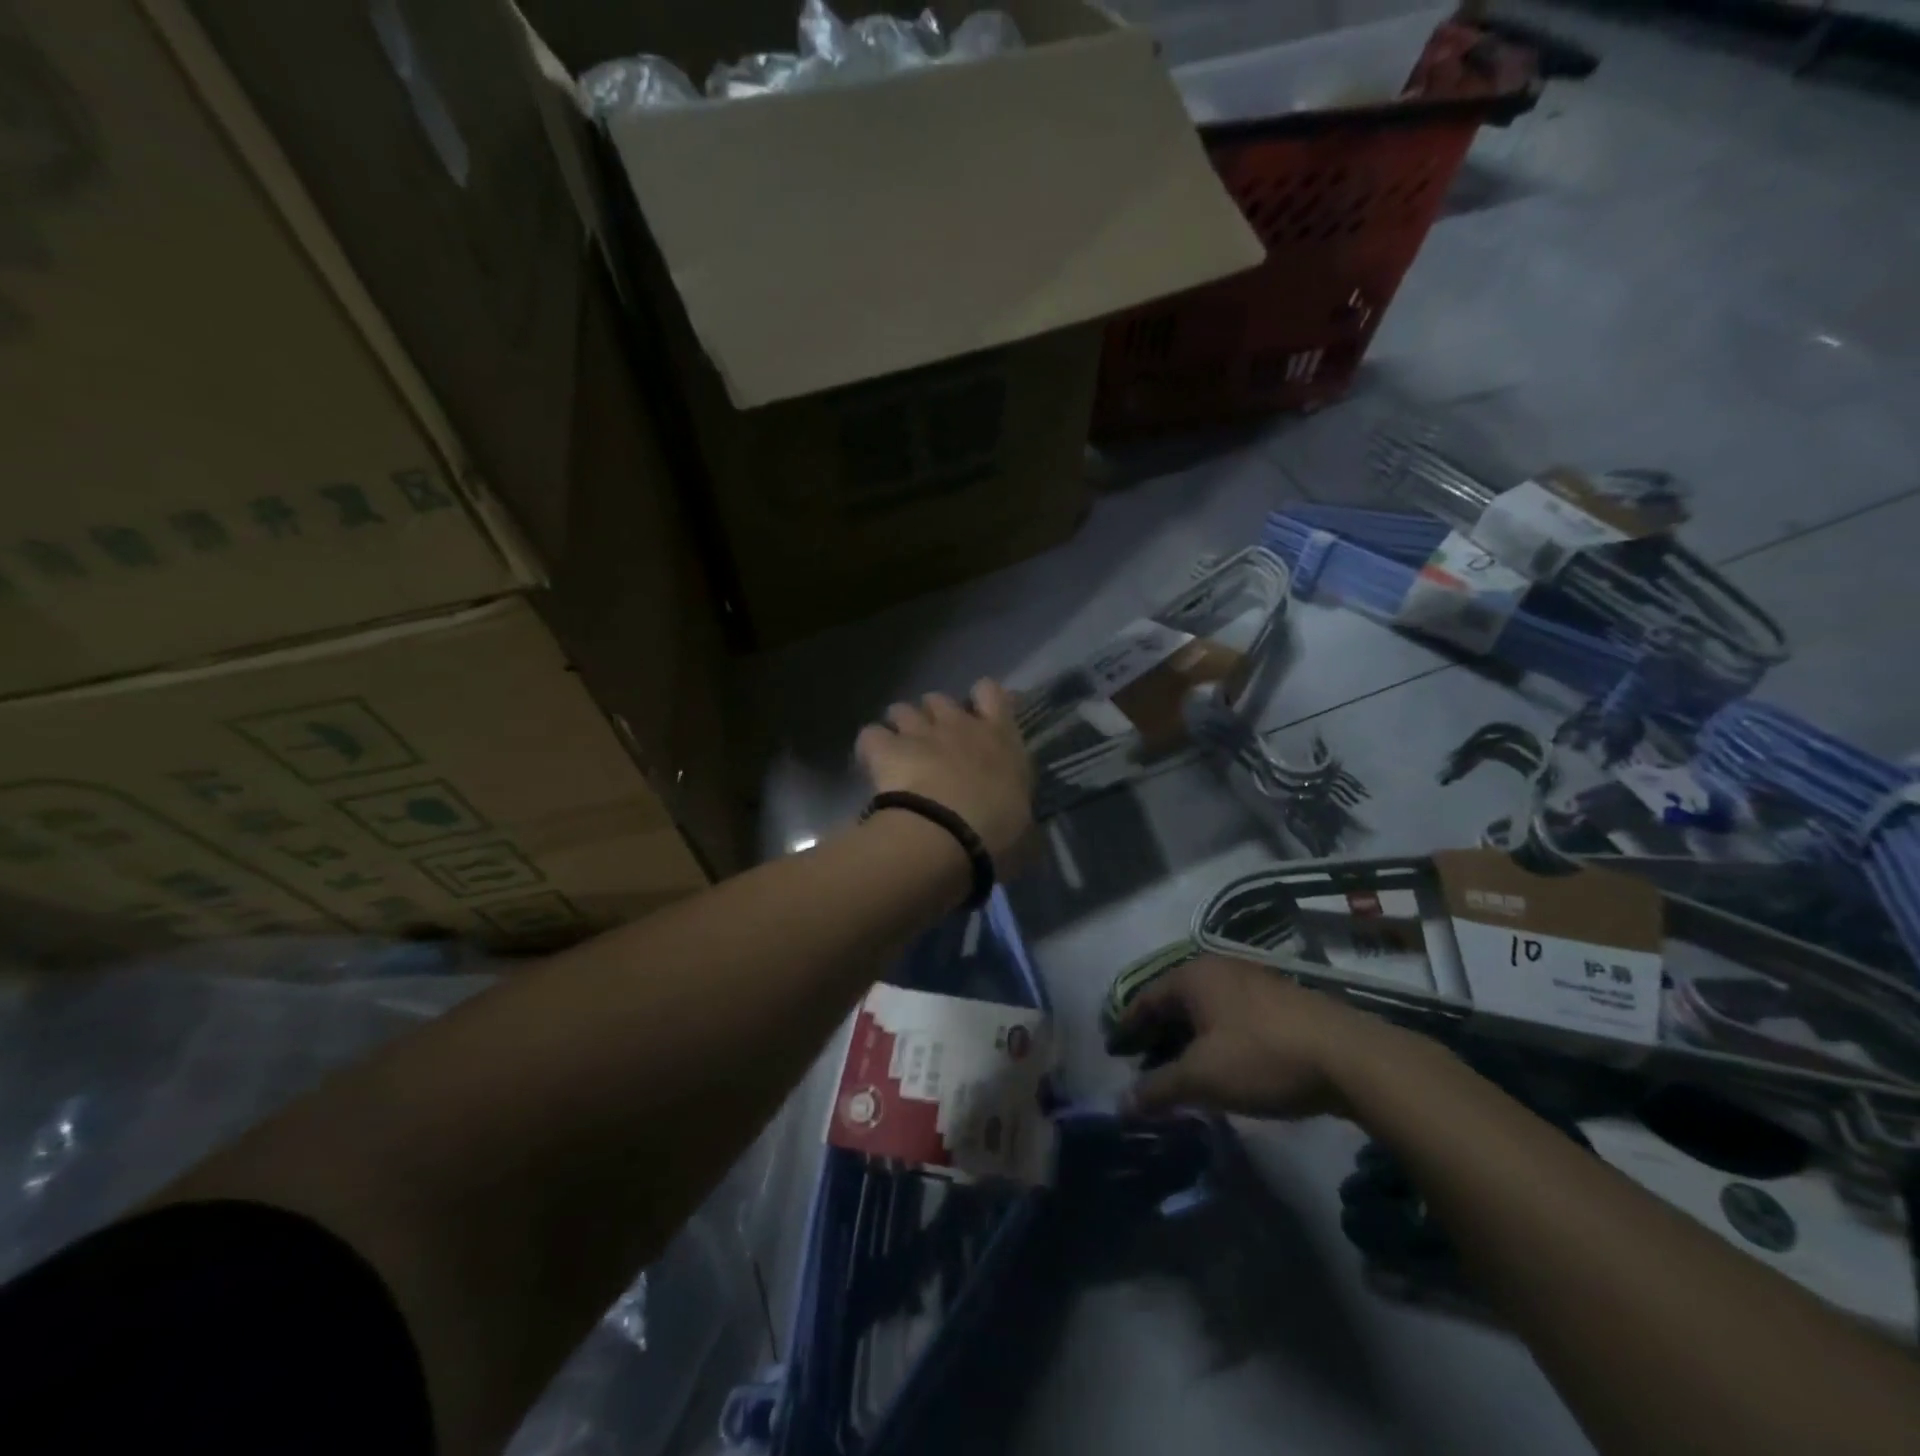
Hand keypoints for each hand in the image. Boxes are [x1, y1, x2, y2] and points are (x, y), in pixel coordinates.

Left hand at [854, 680, 1034, 869]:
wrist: (947, 837)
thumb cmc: (996, 833)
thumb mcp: (1020, 821)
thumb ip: (1013, 804)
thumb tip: (1011, 814)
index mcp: (1000, 738)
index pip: (990, 692)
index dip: (981, 699)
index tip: (978, 718)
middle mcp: (959, 725)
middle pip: (939, 699)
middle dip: (933, 716)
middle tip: (932, 745)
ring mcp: (919, 733)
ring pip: (901, 709)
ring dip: (899, 727)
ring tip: (898, 753)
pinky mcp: (885, 747)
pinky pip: (870, 734)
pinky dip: (870, 747)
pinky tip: (872, 765)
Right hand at [1110, 955, 1400, 1119]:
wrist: (1351, 1058)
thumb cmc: (1263, 1057)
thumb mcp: (1203, 1078)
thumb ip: (1159, 1088)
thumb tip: (1121, 1103)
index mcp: (1193, 976)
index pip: (1145, 999)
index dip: (1126, 1027)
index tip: (1113, 1052)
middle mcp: (1219, 970)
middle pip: (1175, 1003)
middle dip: (1157, 1036)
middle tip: (1143, 1068)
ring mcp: (1253, 983)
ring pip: (1206, 1012)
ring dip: (1187, 1041)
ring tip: (1180, 1074)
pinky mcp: (1281, 1004)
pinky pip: (1232, 1019)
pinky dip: (1216, 1041)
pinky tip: (1221, 1069)